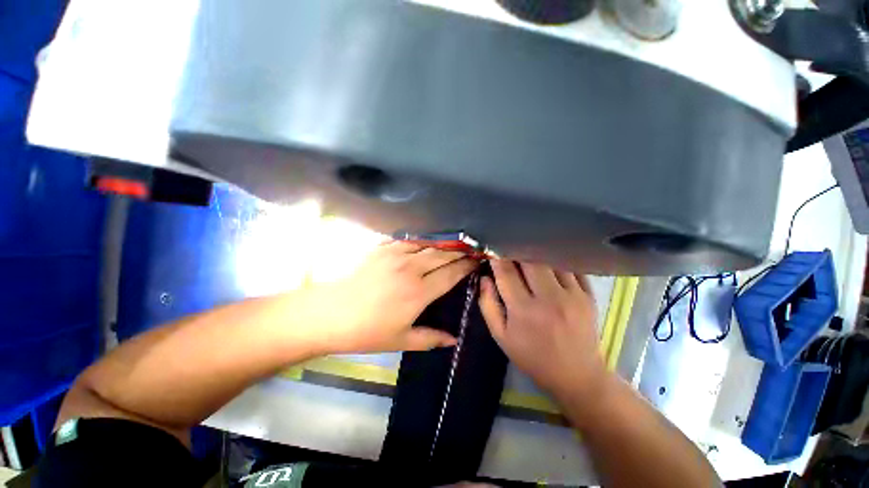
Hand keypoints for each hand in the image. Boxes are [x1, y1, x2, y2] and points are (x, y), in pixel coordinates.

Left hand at [302, 241, 477, 353]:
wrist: (329, 314)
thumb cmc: (366, 331)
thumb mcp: (401, 340)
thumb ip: (430, 338)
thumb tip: (454, 340)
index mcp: (418, 292)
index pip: (451, 274)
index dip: (466, 266)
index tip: (477, 262)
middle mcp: (411, 269)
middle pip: (443, 254)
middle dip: (460, 250)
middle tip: (470, 249)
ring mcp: (395, 255)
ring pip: (427, 244)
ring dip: (443, 243)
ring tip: (454, 243)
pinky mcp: (381, 249)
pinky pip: (408, 240)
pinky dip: (421, 240)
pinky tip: (426, 241)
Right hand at [479, 260, 606, 398]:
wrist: (576, 375)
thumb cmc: (532, 356)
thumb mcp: (501, 336)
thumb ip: (488, 304)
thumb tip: (485, 278)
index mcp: (523, 310)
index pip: (506, 272)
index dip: (497, 258)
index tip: (493, 251)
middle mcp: (549, 299)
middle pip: (529, 260)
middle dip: (516, 252)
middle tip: (510, 252)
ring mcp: (572, 295)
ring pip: (550, 260)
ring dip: (536, 255)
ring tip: (528, 256)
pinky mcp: (588, 295)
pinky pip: (571, 267)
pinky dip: (557, 261)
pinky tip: (549, 263)